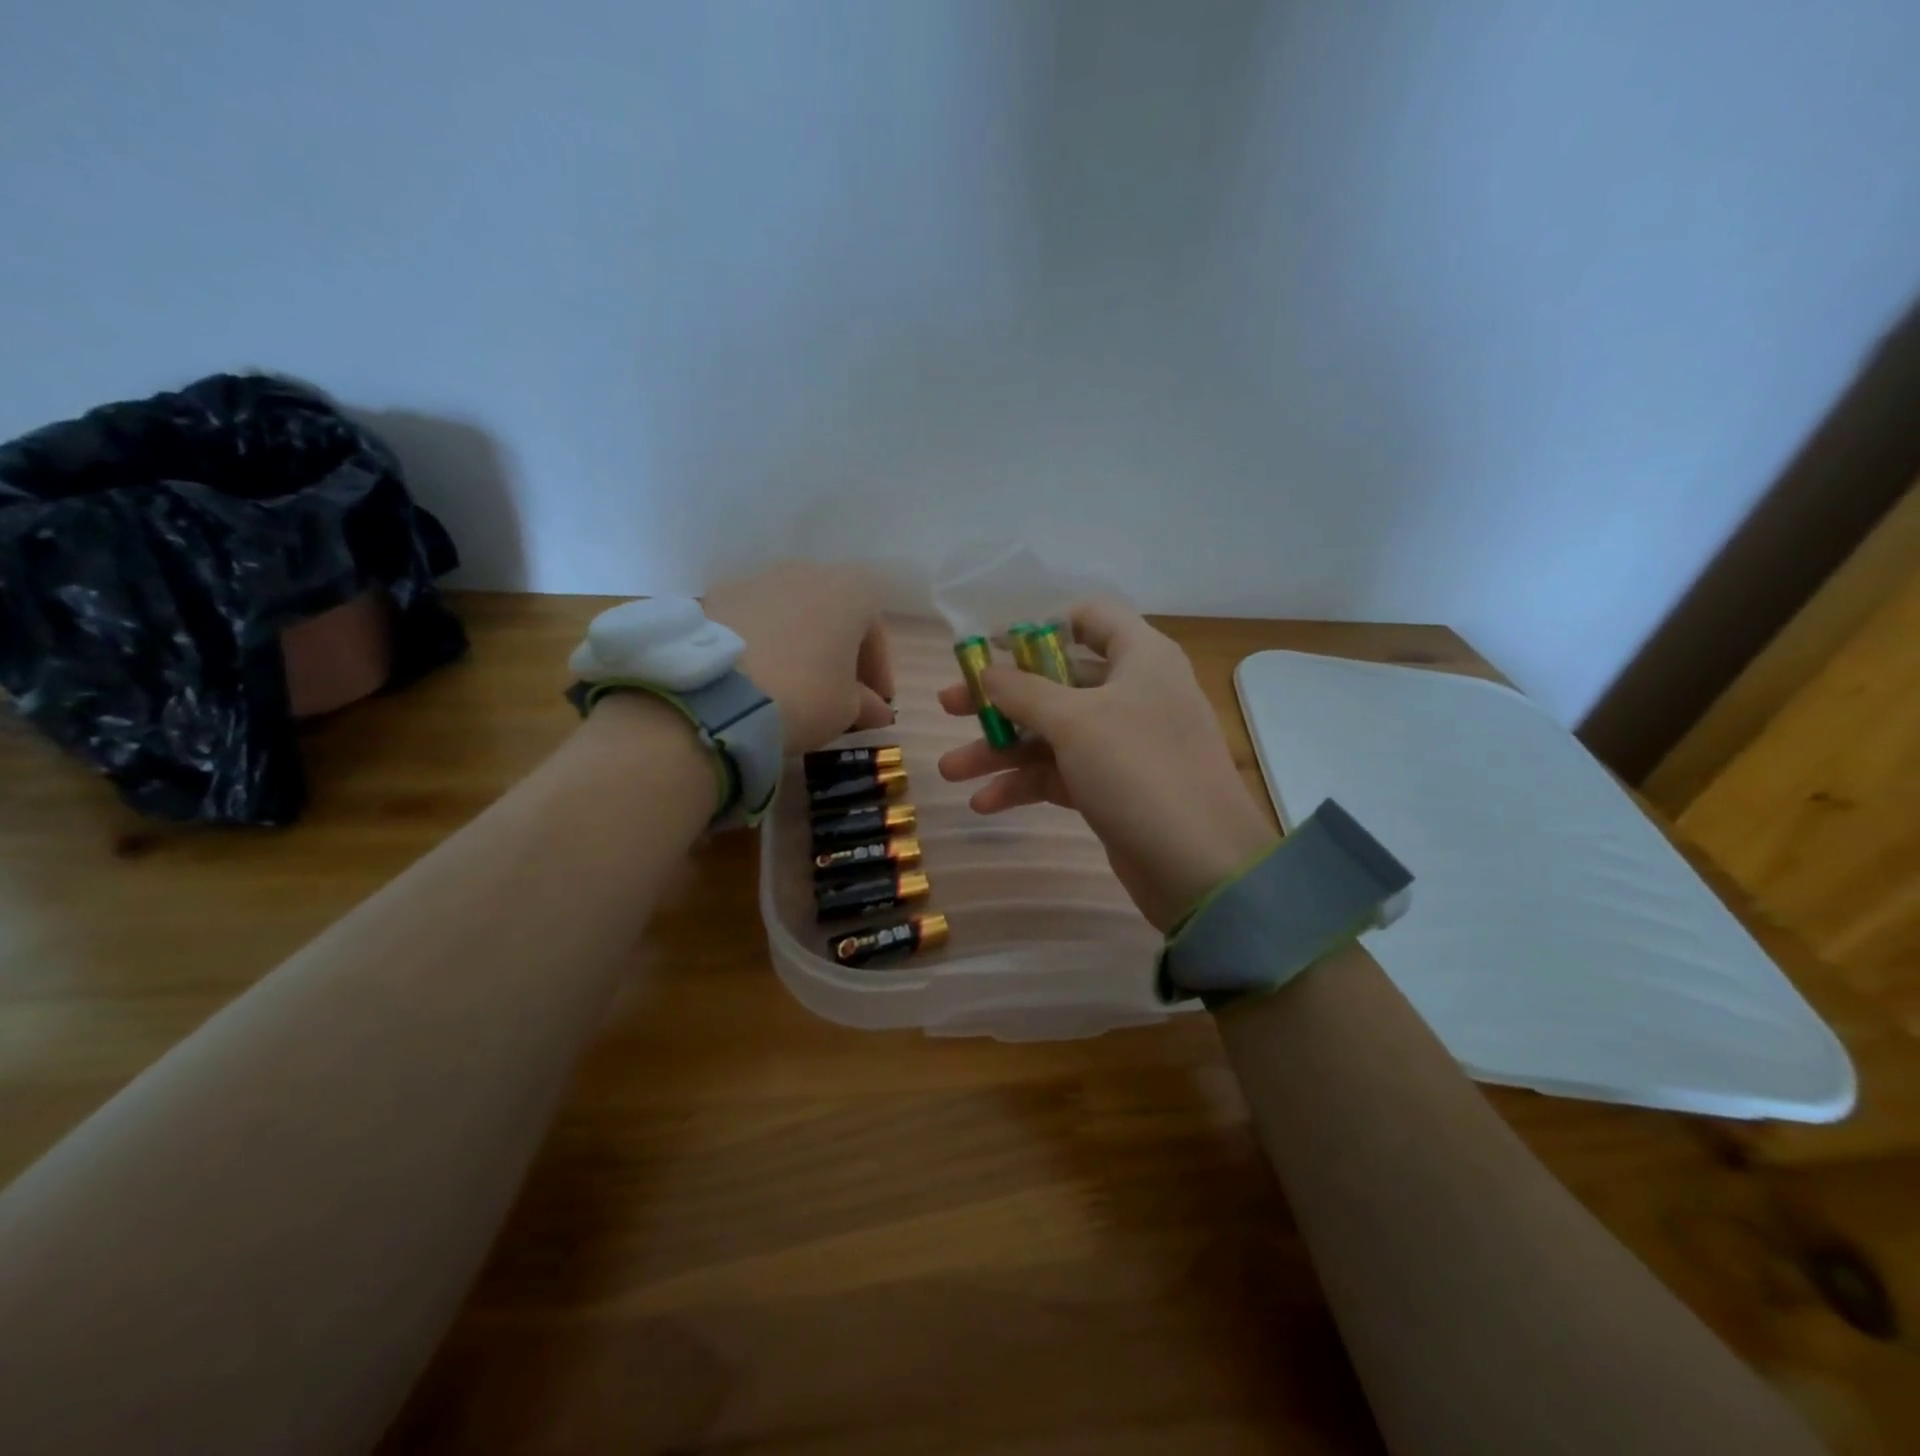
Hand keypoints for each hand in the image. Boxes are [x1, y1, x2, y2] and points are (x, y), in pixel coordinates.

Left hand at [704, 563, 894, 753]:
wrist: (719, 694)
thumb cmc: (805, 694)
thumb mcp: (848, 709)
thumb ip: (867, 704)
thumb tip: (875, 709)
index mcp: (851, 591)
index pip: (875, 631)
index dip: (878, 670)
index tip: (875, 702)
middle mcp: (807, 571)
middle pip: (832, 614)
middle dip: (837, 651)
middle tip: (837, 691)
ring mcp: (757, 579)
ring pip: (790, 613)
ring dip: (798, 644)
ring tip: (792, 683)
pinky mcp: (716, 596)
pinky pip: (752, 621)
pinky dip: (760, 643)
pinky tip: (756, 677)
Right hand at [937, 600, 1275, 929]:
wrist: (1199, 866)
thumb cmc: (1138, 769)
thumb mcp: (1075, 721)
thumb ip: (1023, 691)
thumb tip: (987, 671)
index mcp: (1139, 657)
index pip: (1090, 619)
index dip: (1039, 626)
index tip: (990, 644)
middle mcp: (1133, 693)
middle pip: (1057, 680)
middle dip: (1001, 697)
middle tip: (949, 706)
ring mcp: (1123, 744)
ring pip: (1052, 733)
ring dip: (1002, 750)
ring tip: (950, 771)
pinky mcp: (1114, 788)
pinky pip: (1061, 773)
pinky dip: (1024, 785)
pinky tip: (984, 803)